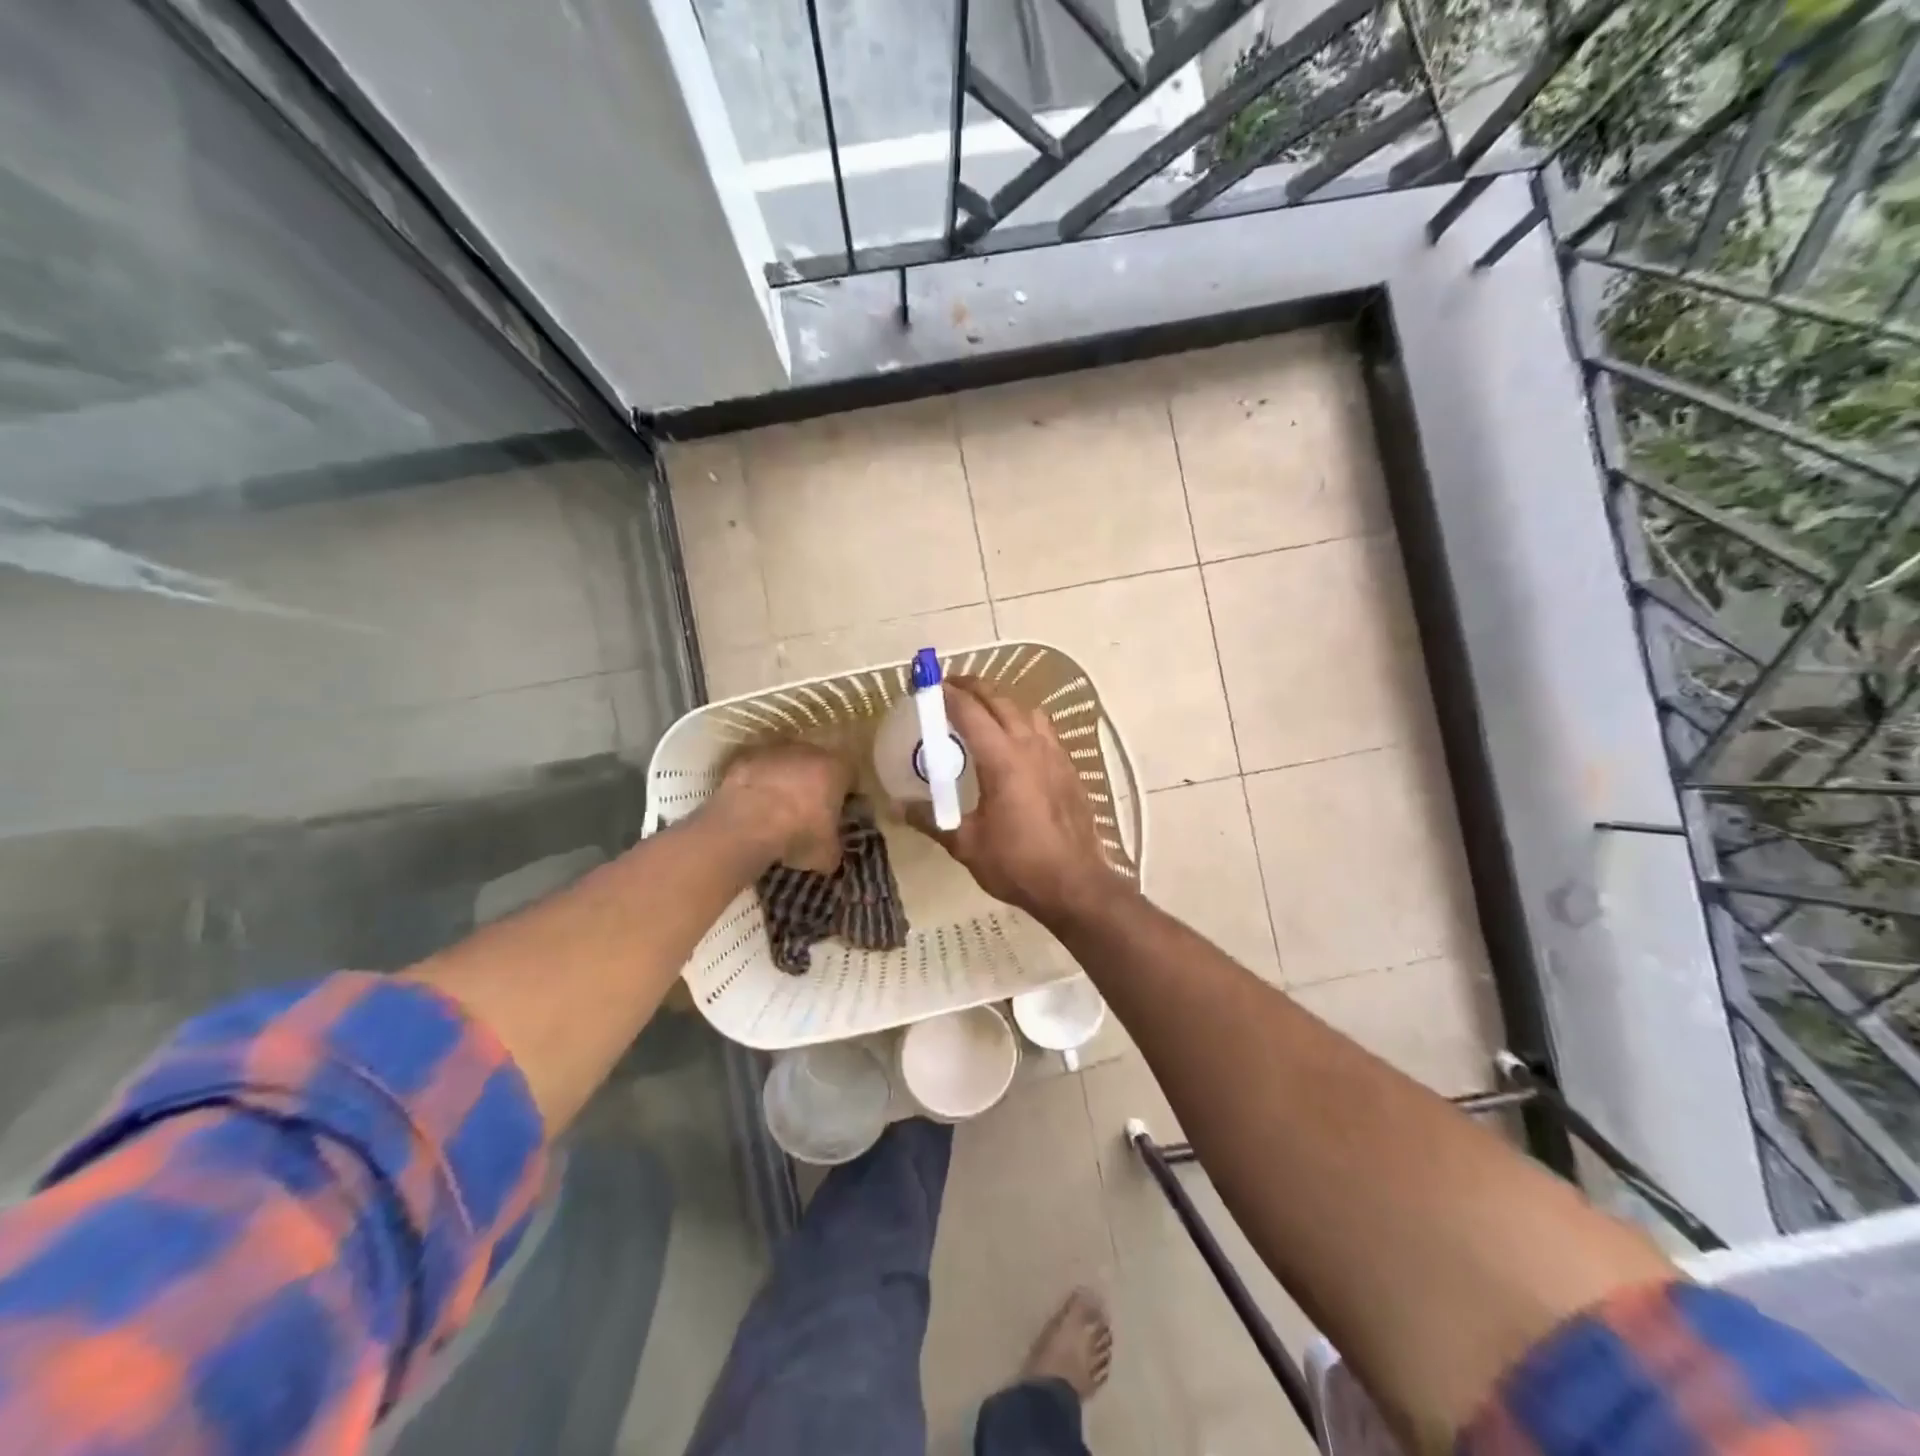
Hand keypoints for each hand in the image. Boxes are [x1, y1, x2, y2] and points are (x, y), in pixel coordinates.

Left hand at [710, 743, 849, 873]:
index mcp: (836, 768)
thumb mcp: (828, 853)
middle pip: (817, 763)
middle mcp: (808, 751)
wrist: (746, 827)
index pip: (850, 775)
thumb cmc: (798, 835)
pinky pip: (757, 769)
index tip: (839, 811)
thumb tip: (832, 847)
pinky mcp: (744, 758)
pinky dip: (757, 783)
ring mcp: (774, 751)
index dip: (845, 793)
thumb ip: (835, 844)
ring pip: (786, 763)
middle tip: (807, 809)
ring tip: (776, 808)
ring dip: (784, 779)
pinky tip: (752, 805)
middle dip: (814, 782)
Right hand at [910, 679, 1130, 923]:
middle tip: (951, 687)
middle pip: (1000, 700)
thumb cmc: (1017, 863)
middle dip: (974, 688)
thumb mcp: (966, 844)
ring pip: (1027, 711)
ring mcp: (1055, 755)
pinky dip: (1024, 722)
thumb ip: (932, 819)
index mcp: (1002, 759)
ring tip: (984, 710)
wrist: (1075, 884)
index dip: (948, 694)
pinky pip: (1044, 730)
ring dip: (1003, 701)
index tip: (930, 685)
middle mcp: (1030, 746)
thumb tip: (899, 806)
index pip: (970, 712)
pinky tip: (1016, 743)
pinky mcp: (1069, 768)